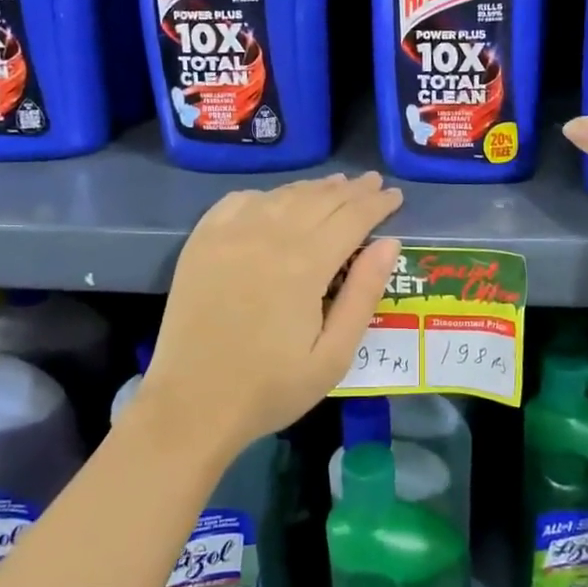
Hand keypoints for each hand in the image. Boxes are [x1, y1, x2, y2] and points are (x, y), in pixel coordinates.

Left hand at [144, 172, 403, 458]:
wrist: (192, 405)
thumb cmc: (271, 387)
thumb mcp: (333, 355)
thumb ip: (363, 294)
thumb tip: (388, 243)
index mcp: (305, 264)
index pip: (352, 218)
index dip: (377, 204)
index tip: (396, 195)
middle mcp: (269, 235)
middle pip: (320, 199)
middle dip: (352, 189)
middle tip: (373, 182)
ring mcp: (230, 234)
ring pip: (283, 195)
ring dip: (314, 187)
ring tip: (337, 184)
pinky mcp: (202, 241)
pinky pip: (240, 200)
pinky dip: (268, 194)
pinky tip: (278, 200)